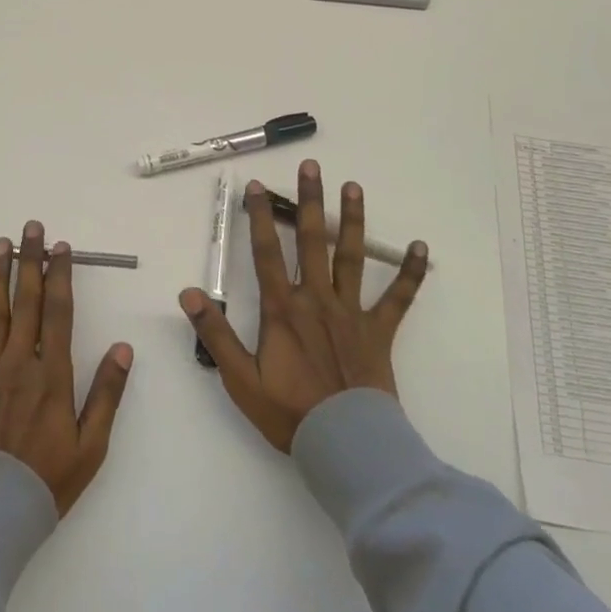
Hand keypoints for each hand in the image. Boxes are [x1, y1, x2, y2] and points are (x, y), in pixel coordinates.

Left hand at [0, 221, 134, 515]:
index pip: (59, 313)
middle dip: (30, 262)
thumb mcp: (91, 446)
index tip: (61, 249)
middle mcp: (19, 363)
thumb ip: (108, 394)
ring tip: (0, 244)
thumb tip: (123, 347)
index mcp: (53, 375)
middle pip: (26, 302)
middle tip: (31, 229)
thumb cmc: (46, 483)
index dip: (60, 277)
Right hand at [181, 160, 428, 452]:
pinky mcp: (379, 332)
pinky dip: (409, 274)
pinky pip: (397, 299)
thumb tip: (188, 293)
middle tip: (311, 167)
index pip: (267, 253)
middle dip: (310, 202)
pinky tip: (421, 247)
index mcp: (282, 309)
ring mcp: (351, 313)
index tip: (257, 186)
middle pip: (312, 241)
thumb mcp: (239, 378)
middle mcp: (316, 300)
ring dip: (353, 220)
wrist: (346, 444)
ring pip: (352, 257)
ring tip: (354, 187)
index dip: (260, 218)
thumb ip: (215, 334)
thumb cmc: (289, 412)